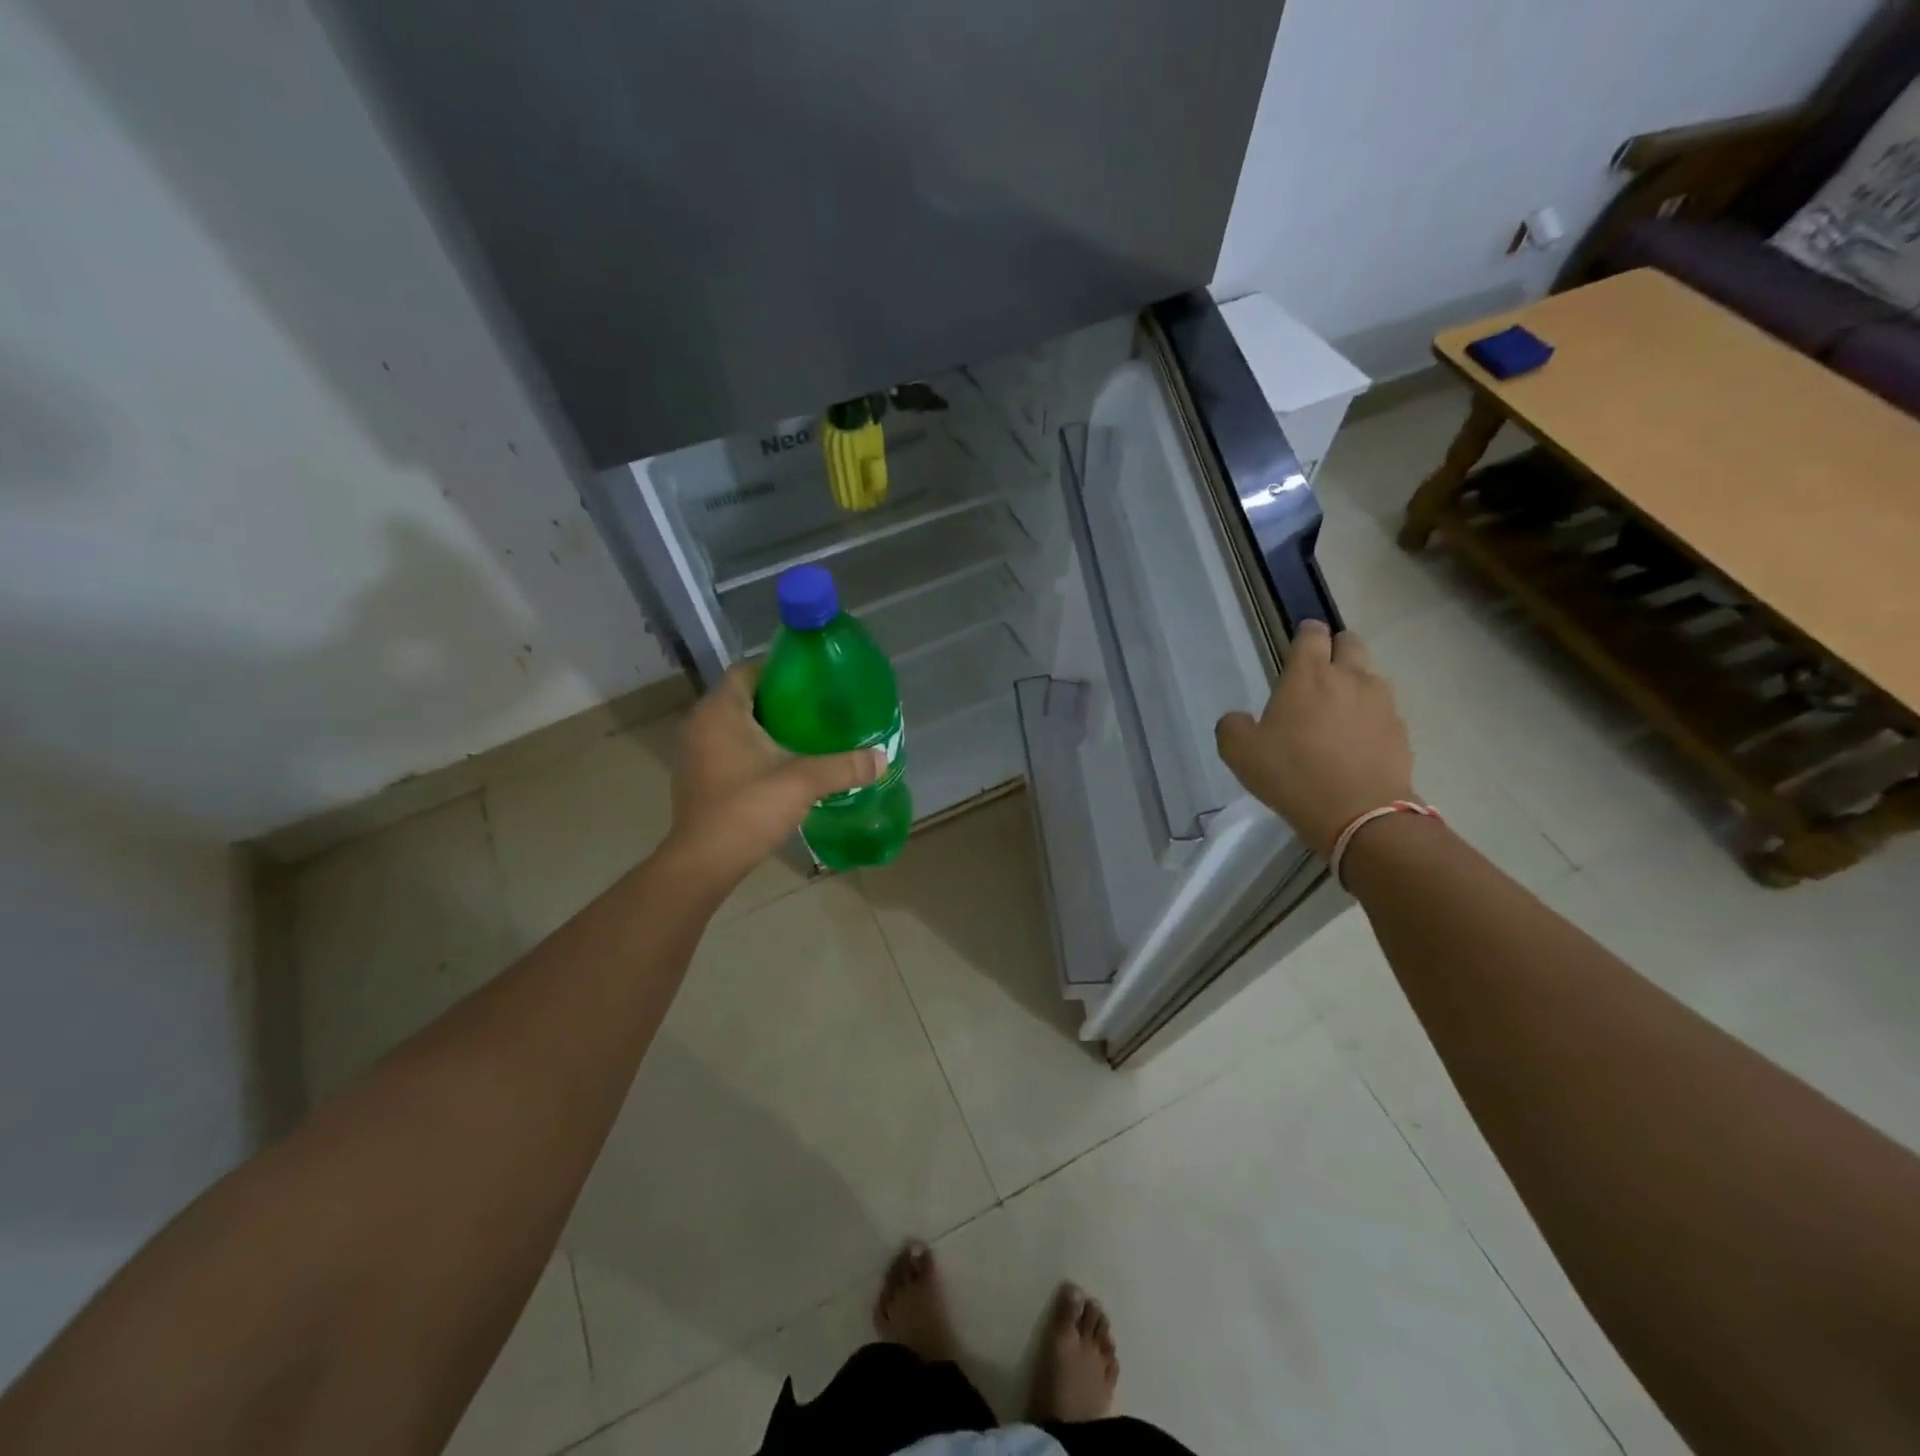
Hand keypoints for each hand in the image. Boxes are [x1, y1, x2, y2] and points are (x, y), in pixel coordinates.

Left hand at [664, 664, 884, 888]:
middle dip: (781, 698)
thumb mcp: (802, 782)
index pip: (748, 670)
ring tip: (808, 732)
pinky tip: (784, 761)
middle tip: (819, 706)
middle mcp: (701, 723)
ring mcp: (695, 751)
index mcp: (720, 711)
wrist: (705, 862)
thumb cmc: (747, 809)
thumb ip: (843, 766)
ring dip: (767, 724)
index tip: (814, 679)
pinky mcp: (699, 775)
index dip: (780, 669)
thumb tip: (882, 759)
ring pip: (736, 723)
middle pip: (744, 695)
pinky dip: (754, 746)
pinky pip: (729, 746)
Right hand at [1215, 621, 1415, 856]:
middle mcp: (1349, 677)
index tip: (1298, 642)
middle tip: (1319, 670)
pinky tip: (1357, 738)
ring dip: (1355, 680)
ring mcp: (1381, 702)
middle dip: (1335, 647)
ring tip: (1339, 706)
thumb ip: (1233, 726)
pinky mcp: (1400, 730)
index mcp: (1308, 675)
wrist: (1359, 814)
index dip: (1305, 633)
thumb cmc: (1292, 774)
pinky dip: (1371, 714)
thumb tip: (1239, 719)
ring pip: (1371, 674)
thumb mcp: (1239, 752)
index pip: (1311, 634)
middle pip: (1349, 642)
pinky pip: (1384, 709)